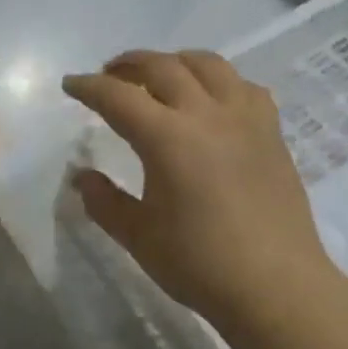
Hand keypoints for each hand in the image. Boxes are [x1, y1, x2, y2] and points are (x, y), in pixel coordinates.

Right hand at [63, 50, 340, 333]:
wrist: (276, 286)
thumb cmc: (200, 264)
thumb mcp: (139, 237)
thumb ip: (105, 201)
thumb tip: (82, 176)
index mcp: (168, 138)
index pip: (118, 97)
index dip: (89, 87)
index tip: (71, 84)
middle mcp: (206, 115)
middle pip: (162, 67)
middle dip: (129, 64)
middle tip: (110, 74)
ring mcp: (245, 119)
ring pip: (208, 64)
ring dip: (176, 62)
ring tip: (161, 76)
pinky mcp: (272, 132)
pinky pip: (245, 87)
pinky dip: (220, 82)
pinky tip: (213, 100)